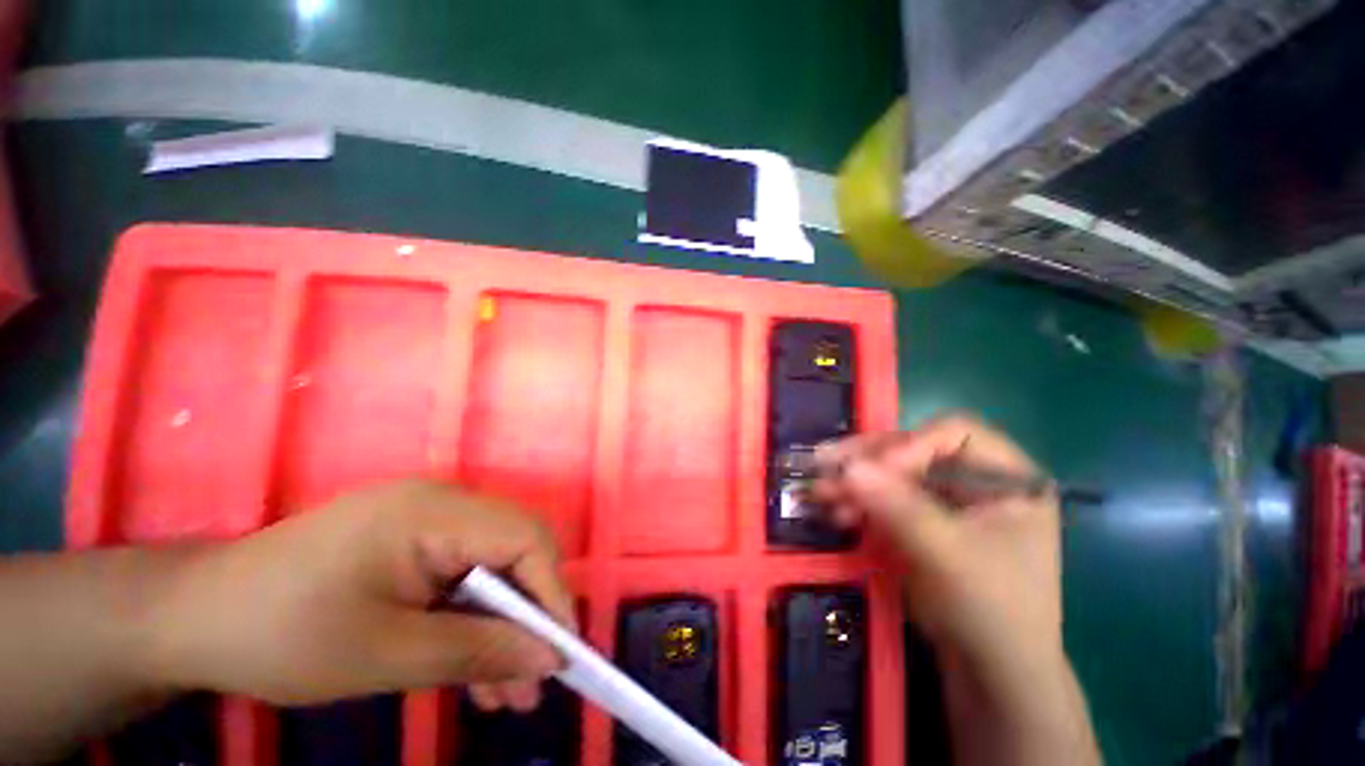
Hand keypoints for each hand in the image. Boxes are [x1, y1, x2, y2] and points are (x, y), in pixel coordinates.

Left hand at [147, 480, 574, 711]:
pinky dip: (473, 622)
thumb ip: (476, 652)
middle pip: (515, 550)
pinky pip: (463, 578)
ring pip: (493, 569)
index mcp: (434, 512)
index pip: (525, 538)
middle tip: (533, 684)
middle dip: (530, 615)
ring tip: (506, 697)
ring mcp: (427, 521)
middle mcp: (442, 504)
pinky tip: (472, 671)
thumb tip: (550, 660)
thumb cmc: (280, 635)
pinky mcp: (412, 544)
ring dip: (503, 627)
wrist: (193, 618)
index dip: (551, 592)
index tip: (561, 655)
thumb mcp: (382, 656)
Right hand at [811, 414, 1063, 680]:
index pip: (953, 433)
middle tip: (823, 464)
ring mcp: (944, 497)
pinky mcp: (919, 516)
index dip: (909, 446)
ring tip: (820, 492)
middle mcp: (974, 477)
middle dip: (867, 461)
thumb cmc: (991, 610)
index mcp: (1006, 476)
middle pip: (912, 449)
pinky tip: (834, 508)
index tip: (872, 472)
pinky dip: (856, 499)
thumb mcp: (949, 556)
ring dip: (853, 480)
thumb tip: (847, 467)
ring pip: (890, 471)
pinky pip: (882, 495)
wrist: (989, 669)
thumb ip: (899, 508)